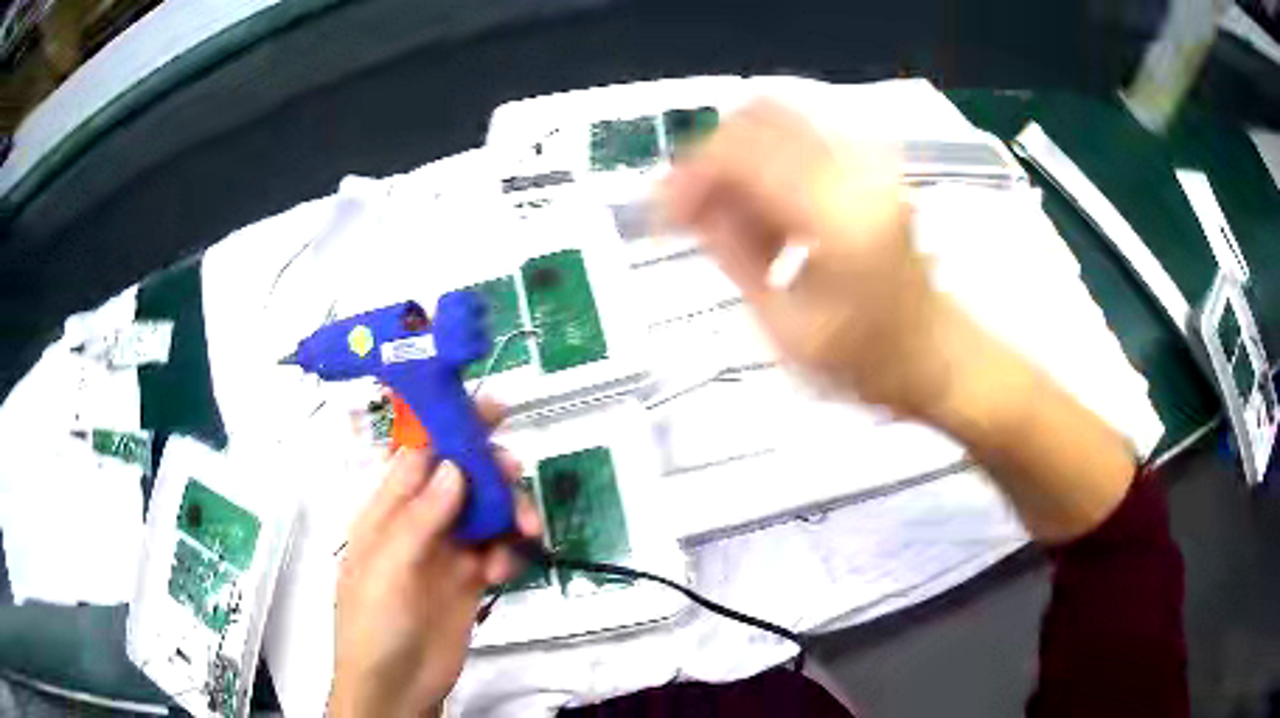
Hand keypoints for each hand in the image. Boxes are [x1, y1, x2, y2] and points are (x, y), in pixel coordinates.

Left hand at [331, 399, 540, 717]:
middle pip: (460, 479)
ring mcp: (446, 553)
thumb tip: (454, 466)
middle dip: (489, 469)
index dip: (451, 426)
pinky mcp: (470, 582)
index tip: (489, 409)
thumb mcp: (388, 567)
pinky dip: (509, 552)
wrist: (397, 687)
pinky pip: (497, 551)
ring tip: (528, 530)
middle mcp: (419, 524)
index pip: (419, 454)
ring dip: (509, 513)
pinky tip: (507, 569)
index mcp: (387, 510)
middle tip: (515, 469)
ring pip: (485, 513)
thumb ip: (420, 517)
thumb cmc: (375, 623)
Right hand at [662, 100, 958, 417]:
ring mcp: (870, 157)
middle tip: (692, 212)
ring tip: (733, 223)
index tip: (663, 214)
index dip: (690, 174)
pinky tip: (766, 215)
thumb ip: (731, 253)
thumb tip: (686, 203)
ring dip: (738, 160)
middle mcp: (858, 167)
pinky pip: (798, 135)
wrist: (935, 351)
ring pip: (775, 118)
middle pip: (756, 117)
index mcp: (839, 213)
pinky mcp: (872, 160)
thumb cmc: (864, 359)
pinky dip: (766, 162)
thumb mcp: (784, 326)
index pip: (742, 151)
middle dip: (710, 158)